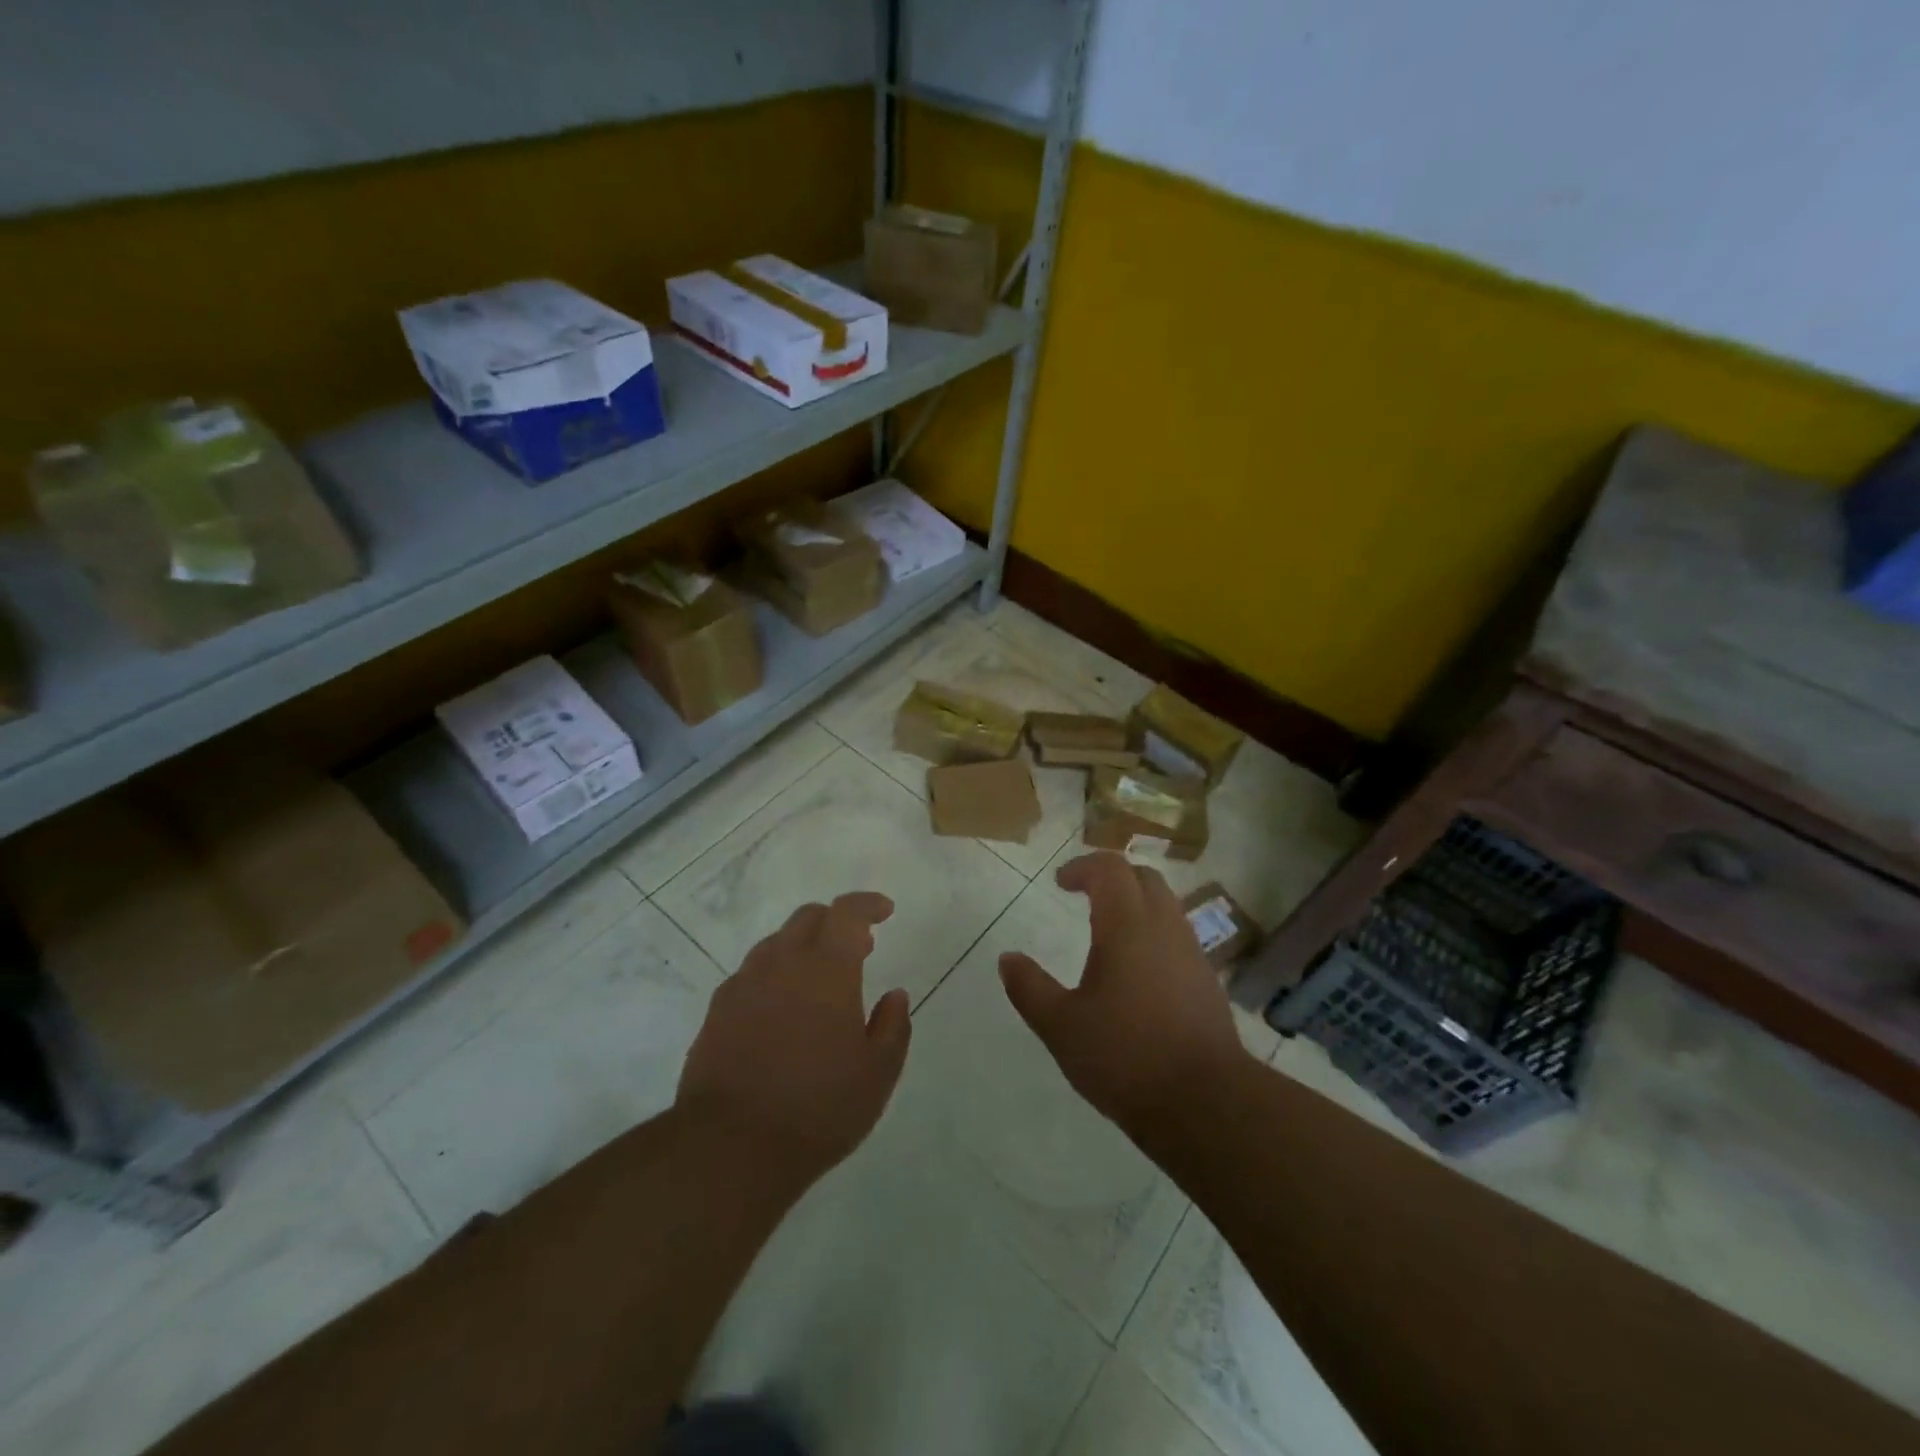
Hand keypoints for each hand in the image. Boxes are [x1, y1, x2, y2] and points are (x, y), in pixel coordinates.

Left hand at [676, 892, 911, 1186]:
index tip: (885, 911)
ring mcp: (744, 985)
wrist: (729, 1148)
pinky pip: (751, 974)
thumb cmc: (817, 1109)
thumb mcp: (876, 1075)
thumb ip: (892, 1027)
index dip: (867, 904)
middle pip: (808, 918)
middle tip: (859, 947)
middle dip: (836, 922)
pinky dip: (775, 975)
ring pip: (776, 943)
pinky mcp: (717, 1011)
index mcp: (826, 969)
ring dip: (803, 947)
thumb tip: (895, 995)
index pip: (846, 913)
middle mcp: (781, 964)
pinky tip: (782, 1010)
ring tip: (820, 981)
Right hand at [999, 853, 1249, 1138]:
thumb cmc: (1125, 1056)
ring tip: (1109, 933)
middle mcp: (1165, 927)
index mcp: (1127, 925)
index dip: (1083, 867)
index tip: (1060, 883)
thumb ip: (1029, 988)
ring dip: (1136, 905)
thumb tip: (1007, 959)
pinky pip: (1178, 937)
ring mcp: (1192, 953)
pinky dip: (1154, 934)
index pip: (1110, 868)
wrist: (1206, 1103)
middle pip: (1144, 878)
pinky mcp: (1208, 981)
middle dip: (1112, 878)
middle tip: (1085, 896)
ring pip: (1166, 906)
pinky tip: (1138, 972)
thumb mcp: (1061, 1026)